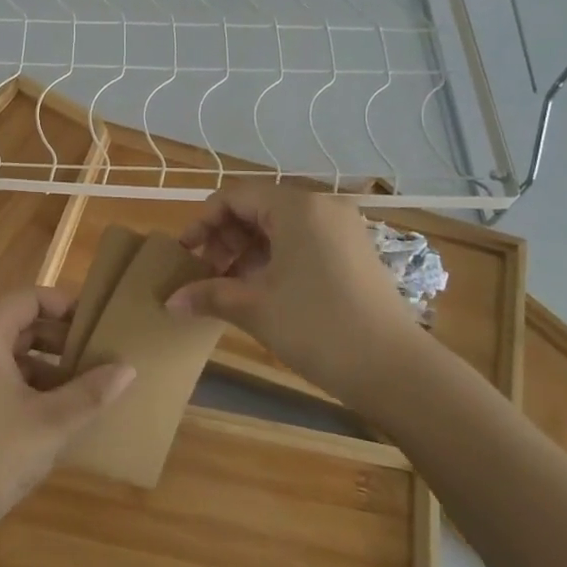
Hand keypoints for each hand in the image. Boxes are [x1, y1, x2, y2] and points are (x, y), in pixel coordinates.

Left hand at [0, 287, 135, 558]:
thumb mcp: (52, 423)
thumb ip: (91, 392)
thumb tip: (128, 368)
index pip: (28, 298)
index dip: (63, 304)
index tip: (94, 323)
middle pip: (17, 322)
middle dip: (57, 337)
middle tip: (94, 355)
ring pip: (6, 349)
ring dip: (43, 361)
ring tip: (79, 385)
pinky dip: (22, 379)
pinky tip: (50, 409)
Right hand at [166, 180, 431, 404]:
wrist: (396, 370)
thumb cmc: (318, 328)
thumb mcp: (256, 308)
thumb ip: (208, 295)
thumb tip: (170, 300)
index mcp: (297, 207)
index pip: (235, 196)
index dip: (203, 222)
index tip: (185, 254)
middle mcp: (322, 207)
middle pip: (257, 208)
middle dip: (225, 238)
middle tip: (207, 275)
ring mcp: (342, 229)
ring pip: (279, 226)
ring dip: (247, 251)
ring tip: (230, 287)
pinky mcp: (353, 252)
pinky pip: (302, 241)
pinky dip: (274, 259)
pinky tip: (261, 290)